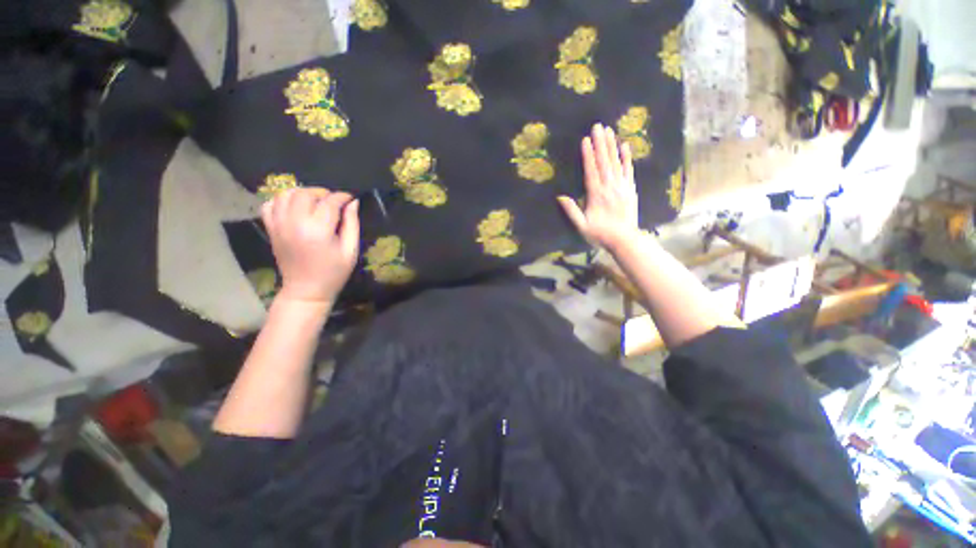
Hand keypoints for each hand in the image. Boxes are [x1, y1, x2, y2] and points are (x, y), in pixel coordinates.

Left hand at [261, 188, 359, 306]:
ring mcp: (279, 225)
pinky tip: (294, 206)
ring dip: (302, 193)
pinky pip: (269, 205)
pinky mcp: (271, 229)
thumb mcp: (350, 250)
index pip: (330, 202)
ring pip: (286, 194)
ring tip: (314, 201)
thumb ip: (352, 224)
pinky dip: (281, 200)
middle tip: (333, 201)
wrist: (306, 290)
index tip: (350, 198)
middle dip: (322, 192)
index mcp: (319, 230)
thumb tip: (353, 203)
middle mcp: (295, 223)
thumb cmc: (334, 272)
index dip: (342, 196)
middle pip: (306, 194)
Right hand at [558, 123, 639, 251]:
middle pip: (604, 162)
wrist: (624, 240)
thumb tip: (560, 197)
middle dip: (600, 143)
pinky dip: (627, 157)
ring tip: (608, 130)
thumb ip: (571, 211)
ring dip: (611, 146)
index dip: (588, 155)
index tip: (585, 139)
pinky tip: (625, 146)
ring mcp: (622, 186)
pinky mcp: (630, 189)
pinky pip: (629, 170)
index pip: (591, 171)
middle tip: (598, 125)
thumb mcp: (582, 226)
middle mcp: (610, 187)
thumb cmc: (600, 234)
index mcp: (596, 195)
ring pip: (616, 162)